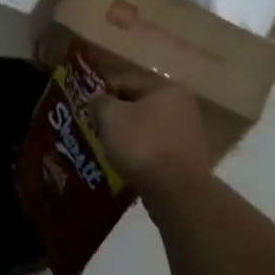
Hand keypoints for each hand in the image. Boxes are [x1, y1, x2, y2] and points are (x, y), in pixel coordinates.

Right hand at [88, 80, 213, 196]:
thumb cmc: (142, 144)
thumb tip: (97, 98)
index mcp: (167, 88)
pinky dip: (141, 154)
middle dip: (117, 117)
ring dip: (128, 137)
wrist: (177, 191)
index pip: (126, 82)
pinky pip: (156, 150)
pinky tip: (126, 165)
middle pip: (139, 106)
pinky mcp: (188, 160)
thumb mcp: (111, 117)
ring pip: (148, 129)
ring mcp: (189, 134)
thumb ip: (100, 102)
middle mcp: (184, 106)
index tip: (86, 108)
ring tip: (108, 149)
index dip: (103, 93)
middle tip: (95, 128)